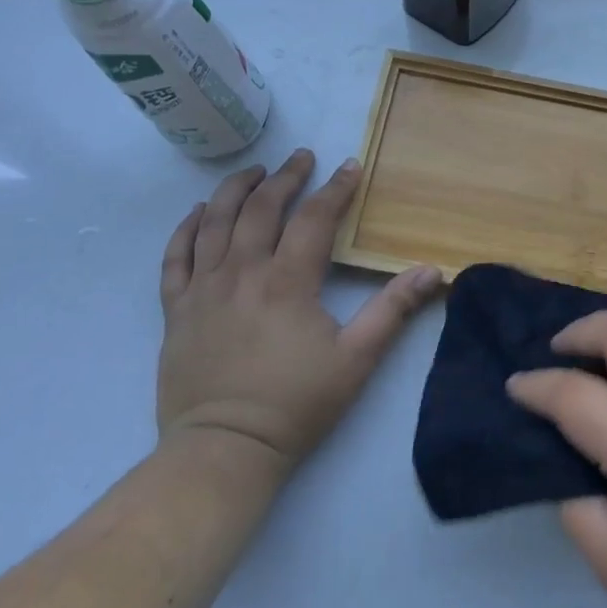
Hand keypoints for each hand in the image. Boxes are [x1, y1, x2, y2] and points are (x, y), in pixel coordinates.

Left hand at [156, 148, 443, 474]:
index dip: (334, 189)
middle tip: (301, 158)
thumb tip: (431, 270)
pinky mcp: (177, 310)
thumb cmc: (295, 404)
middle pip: (262, 209)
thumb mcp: (356, 359)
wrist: (225, 449)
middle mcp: (242, 273)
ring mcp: (203, 289)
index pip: (314, 219)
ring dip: (236, 190)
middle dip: (285, 178)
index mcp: (288, 282)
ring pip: (215, 222)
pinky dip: (186, 228)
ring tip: (254, 172)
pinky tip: (199, 213)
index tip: (349, 166)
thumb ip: (393, 310)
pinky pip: (175, 257)